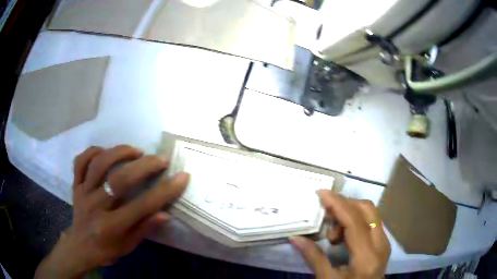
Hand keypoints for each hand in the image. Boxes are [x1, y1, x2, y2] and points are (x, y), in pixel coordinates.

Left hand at [35, 145, 188, 278]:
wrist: (80, 246)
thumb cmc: (106, 249)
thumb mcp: (128, 246)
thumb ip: (144, 229)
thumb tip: (165, 213)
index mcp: (111, 226)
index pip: (142, 206)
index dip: (164, 191)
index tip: (181, 177)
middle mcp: (95, 206)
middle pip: (120, 180)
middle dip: (144, 166)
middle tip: (161, 159)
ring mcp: (83, 192)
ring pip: (99, 164)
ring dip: (119, 152)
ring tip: (136, 151)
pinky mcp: (75, 185)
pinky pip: (81, 161)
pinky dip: (93, 151)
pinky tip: (106, 151)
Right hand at [290, 190, 390, 278]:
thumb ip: (313, 257)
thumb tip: (295, 238)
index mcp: (366, 256)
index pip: (354, 221)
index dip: (337, 204)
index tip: (321, 193)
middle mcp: (381, 244)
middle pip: (367, 209)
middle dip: (345, 205)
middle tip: (325, 215)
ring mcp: (384, 242)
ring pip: (370, 213)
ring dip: (350, 214)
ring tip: (333, 235)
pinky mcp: (383, 243)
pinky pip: (371, 222)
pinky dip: (356, 221)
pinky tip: (343, 237)